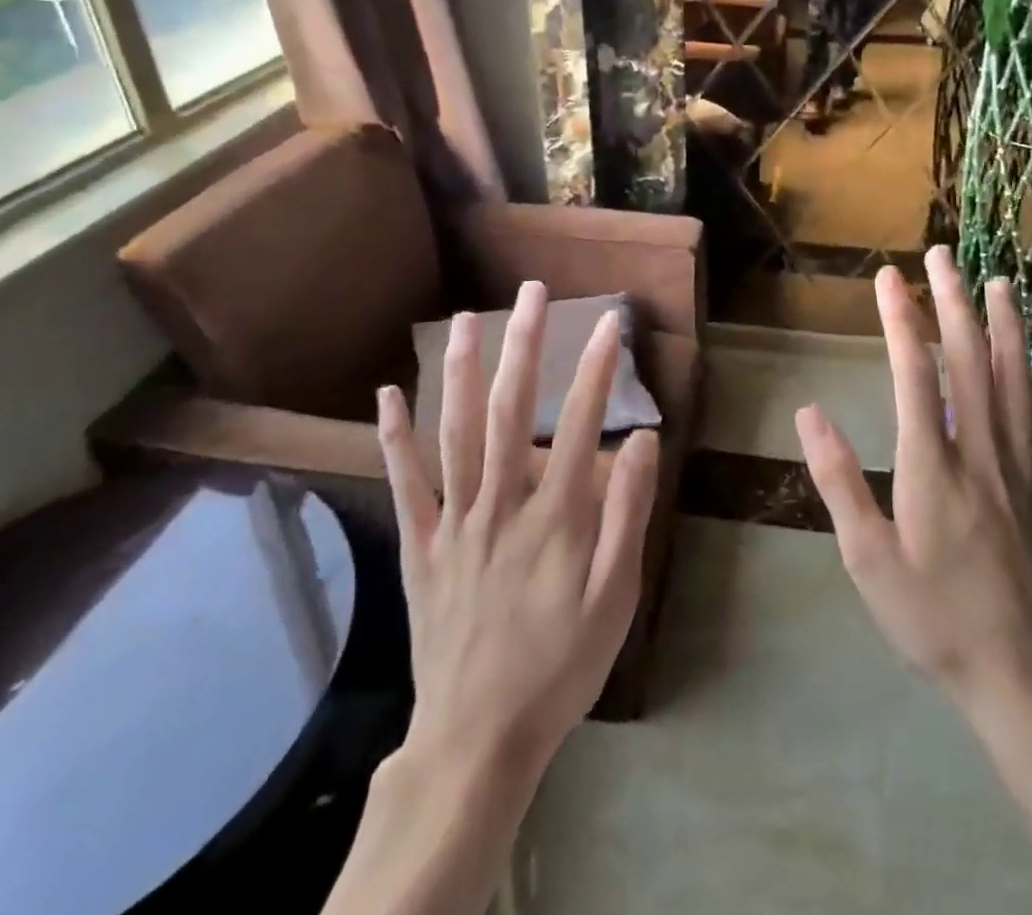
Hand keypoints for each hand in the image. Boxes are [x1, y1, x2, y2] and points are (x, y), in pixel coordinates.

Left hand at [377, 281, 660, 775]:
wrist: (478, 739)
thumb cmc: (560, 666)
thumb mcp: (616, 600)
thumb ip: (628, 516)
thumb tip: (645, 441)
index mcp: (554, 518)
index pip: (580, 425)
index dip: (596, 369)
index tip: (608, 322)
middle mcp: (500, 505)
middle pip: (509, 412)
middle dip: (523, 346)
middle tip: (530, 292)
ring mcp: (454, 523)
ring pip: (453, 434)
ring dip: (459, 372)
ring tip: (464, 319)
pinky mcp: (421, 547)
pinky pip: (404, 484)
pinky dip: (393, 437)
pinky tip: (387, 393)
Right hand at [796, 248, 1031, 716]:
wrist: (1027, 681)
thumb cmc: (936, 620)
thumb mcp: (868, 559)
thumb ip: (839, 480)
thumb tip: (810, 412)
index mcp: (930, 463)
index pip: (913, 371)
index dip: (900, 319)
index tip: (891, 277)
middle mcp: (980, 449)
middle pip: (966, 360)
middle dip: (952, 302)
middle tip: (943, 255)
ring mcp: (1025, 467)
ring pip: (1015, 380)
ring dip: (1006, 327)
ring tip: (1000, 283)